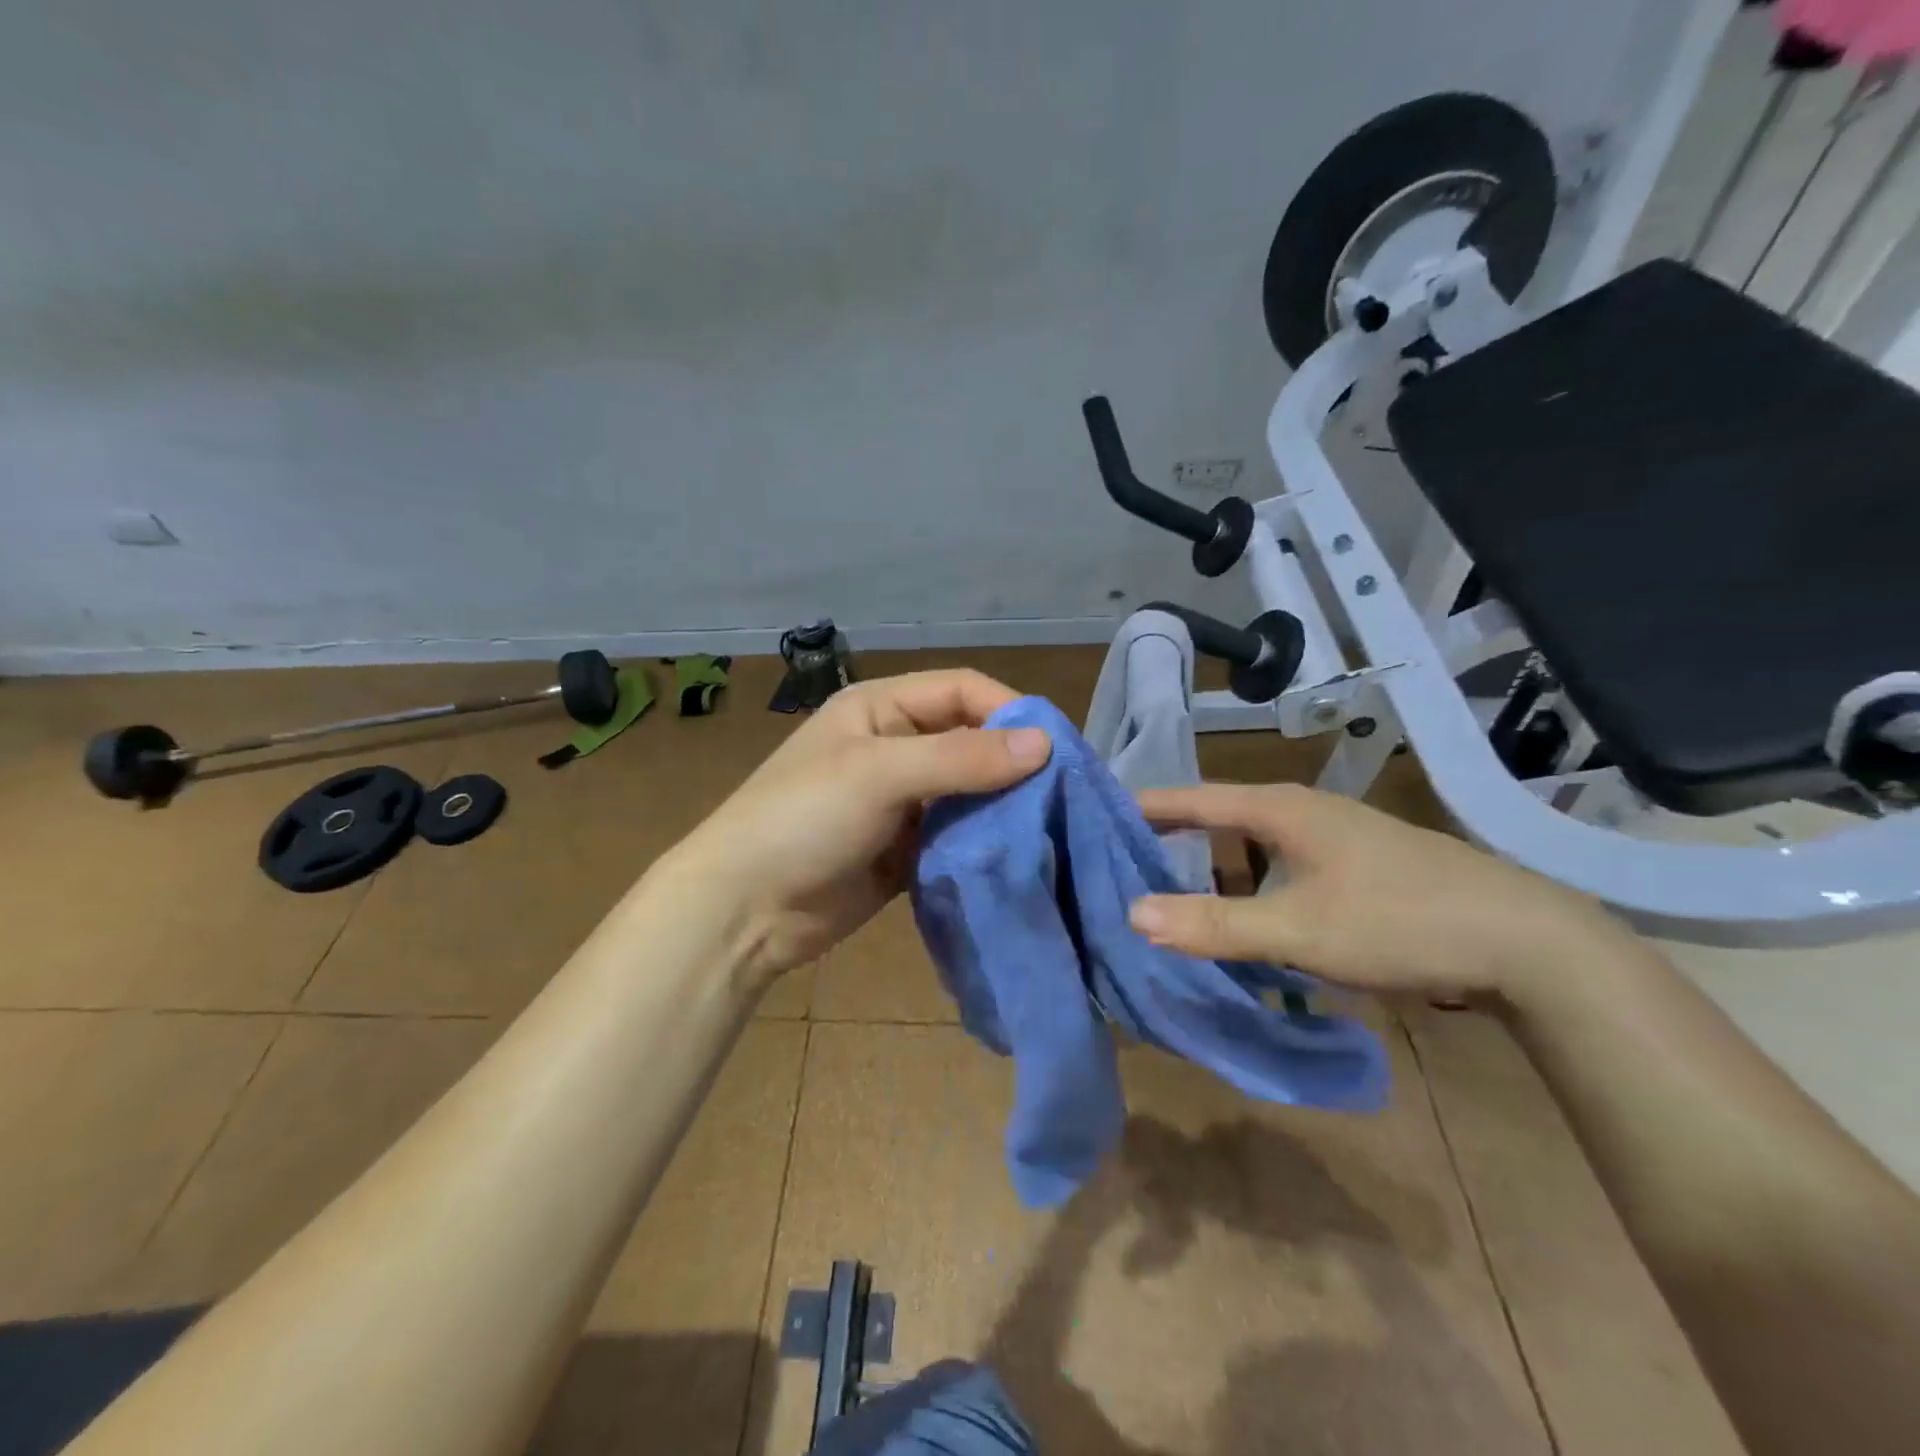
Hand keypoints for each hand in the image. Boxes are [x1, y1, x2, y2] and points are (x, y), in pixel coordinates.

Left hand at [661, 670, 1050, 988]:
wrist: (743, 910)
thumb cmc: (802, 820)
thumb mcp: (878, 775)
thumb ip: (961, 757)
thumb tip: (1044, 744)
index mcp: (881, 709)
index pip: (961, 690)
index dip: (1008, 710)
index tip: (1055, 748)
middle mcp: (896, 747)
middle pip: (971, 740)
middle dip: (1013, 762)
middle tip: (1063, 793)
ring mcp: (901, 801)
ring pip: (969, 791)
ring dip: (1003, 806)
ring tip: (1050, 827)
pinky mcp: (906, 849)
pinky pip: (957, 836)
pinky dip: (984, 842)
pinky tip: (1016, 856)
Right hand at [1128, 783, 1631, 1000]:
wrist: (1525, 942)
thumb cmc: (1400, 920)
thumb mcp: (1299, 929)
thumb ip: (1215, 924)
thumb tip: (1132, 915)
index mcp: (1281, 809)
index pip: (1193, 798)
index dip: (1146, 806)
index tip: (1097, 814)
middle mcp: (1303, 812)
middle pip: (1218, 818)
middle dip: (1171, 839)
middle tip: (1122, 864)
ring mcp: (1334, 838)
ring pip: (1252, 846)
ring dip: (1213, 868)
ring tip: (1172, 895)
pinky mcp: (1356, 867)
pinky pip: (1280, 867)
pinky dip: (1249, 885)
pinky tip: (1245, 918)